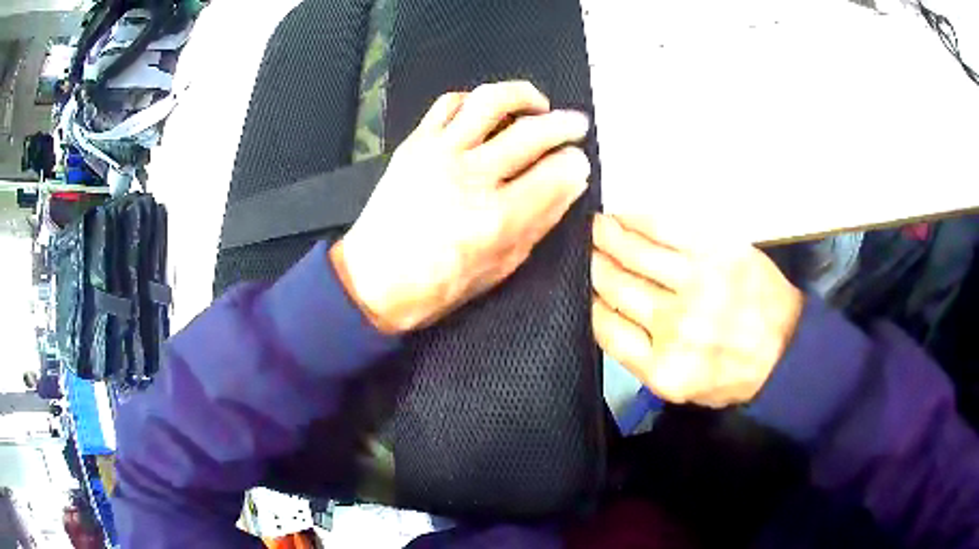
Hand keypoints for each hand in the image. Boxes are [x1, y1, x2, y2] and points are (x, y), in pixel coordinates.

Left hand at [334, 81, 590, 332]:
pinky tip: (487, 112)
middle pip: (532, 132)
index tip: (580, 161)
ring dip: (524, 95)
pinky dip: (474, 100)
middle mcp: (471, 176)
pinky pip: (449, 104)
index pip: (555, 174)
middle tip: (577, 125)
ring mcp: (439, 152)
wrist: (374, 280)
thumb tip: (571, 182)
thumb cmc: (440, 285)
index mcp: (497, 218)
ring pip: (490, 102)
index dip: (576, 163)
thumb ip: (540, 221)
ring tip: (538, 104)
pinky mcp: (415, 143)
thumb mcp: (501, 267)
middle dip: (565, 124)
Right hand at [591, 214, 803, 407]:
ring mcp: (698, 283)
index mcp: (662, 368)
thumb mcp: (681, 389)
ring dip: (607, 235)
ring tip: (593, 225)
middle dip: (591, 263)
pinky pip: (667, 228)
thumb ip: (639, 359)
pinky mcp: (718, 251)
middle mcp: (675, 325)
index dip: (585, 300)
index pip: (604, 325)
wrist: (785, 351)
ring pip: (635, 253)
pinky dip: (639, 219)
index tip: (577, 284)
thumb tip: (602, 312)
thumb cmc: (731, 374)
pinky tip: (623, 215)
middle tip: (578, 247)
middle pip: (615, 285)